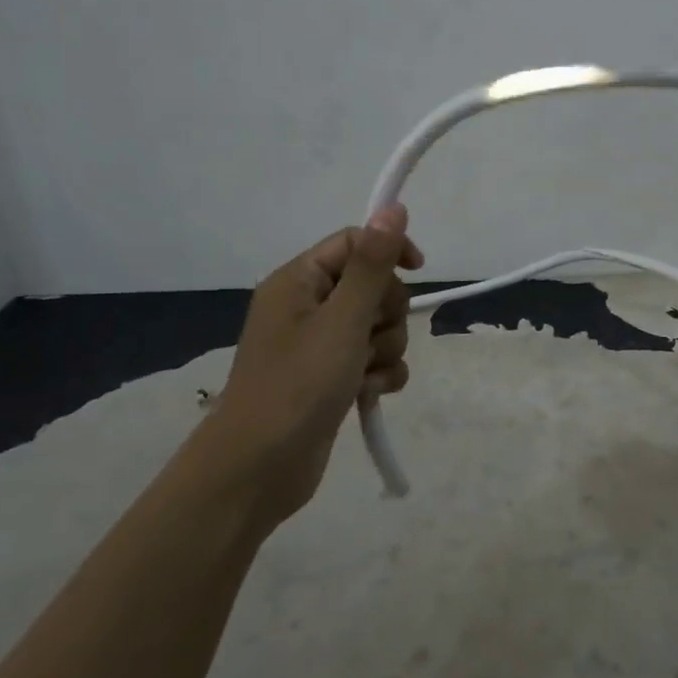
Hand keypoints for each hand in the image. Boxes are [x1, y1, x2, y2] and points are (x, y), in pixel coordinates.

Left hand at [192, 205, 424, 526]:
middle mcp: (307, 307)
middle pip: (373, 287)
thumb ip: (373, 265)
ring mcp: (319, 346)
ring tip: (365, 375)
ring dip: (385, 349)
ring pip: (378, 327)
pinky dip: (380, 375)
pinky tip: (369, 394)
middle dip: (386, 314)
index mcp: (298, 281)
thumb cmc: (298, 384)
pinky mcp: (332, 379)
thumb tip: (394, 209)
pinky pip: (374, 360)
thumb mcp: (342, 319)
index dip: (389, 251)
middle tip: (369, 338)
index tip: (417, 269)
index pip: (354, 243)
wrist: (259, 468)